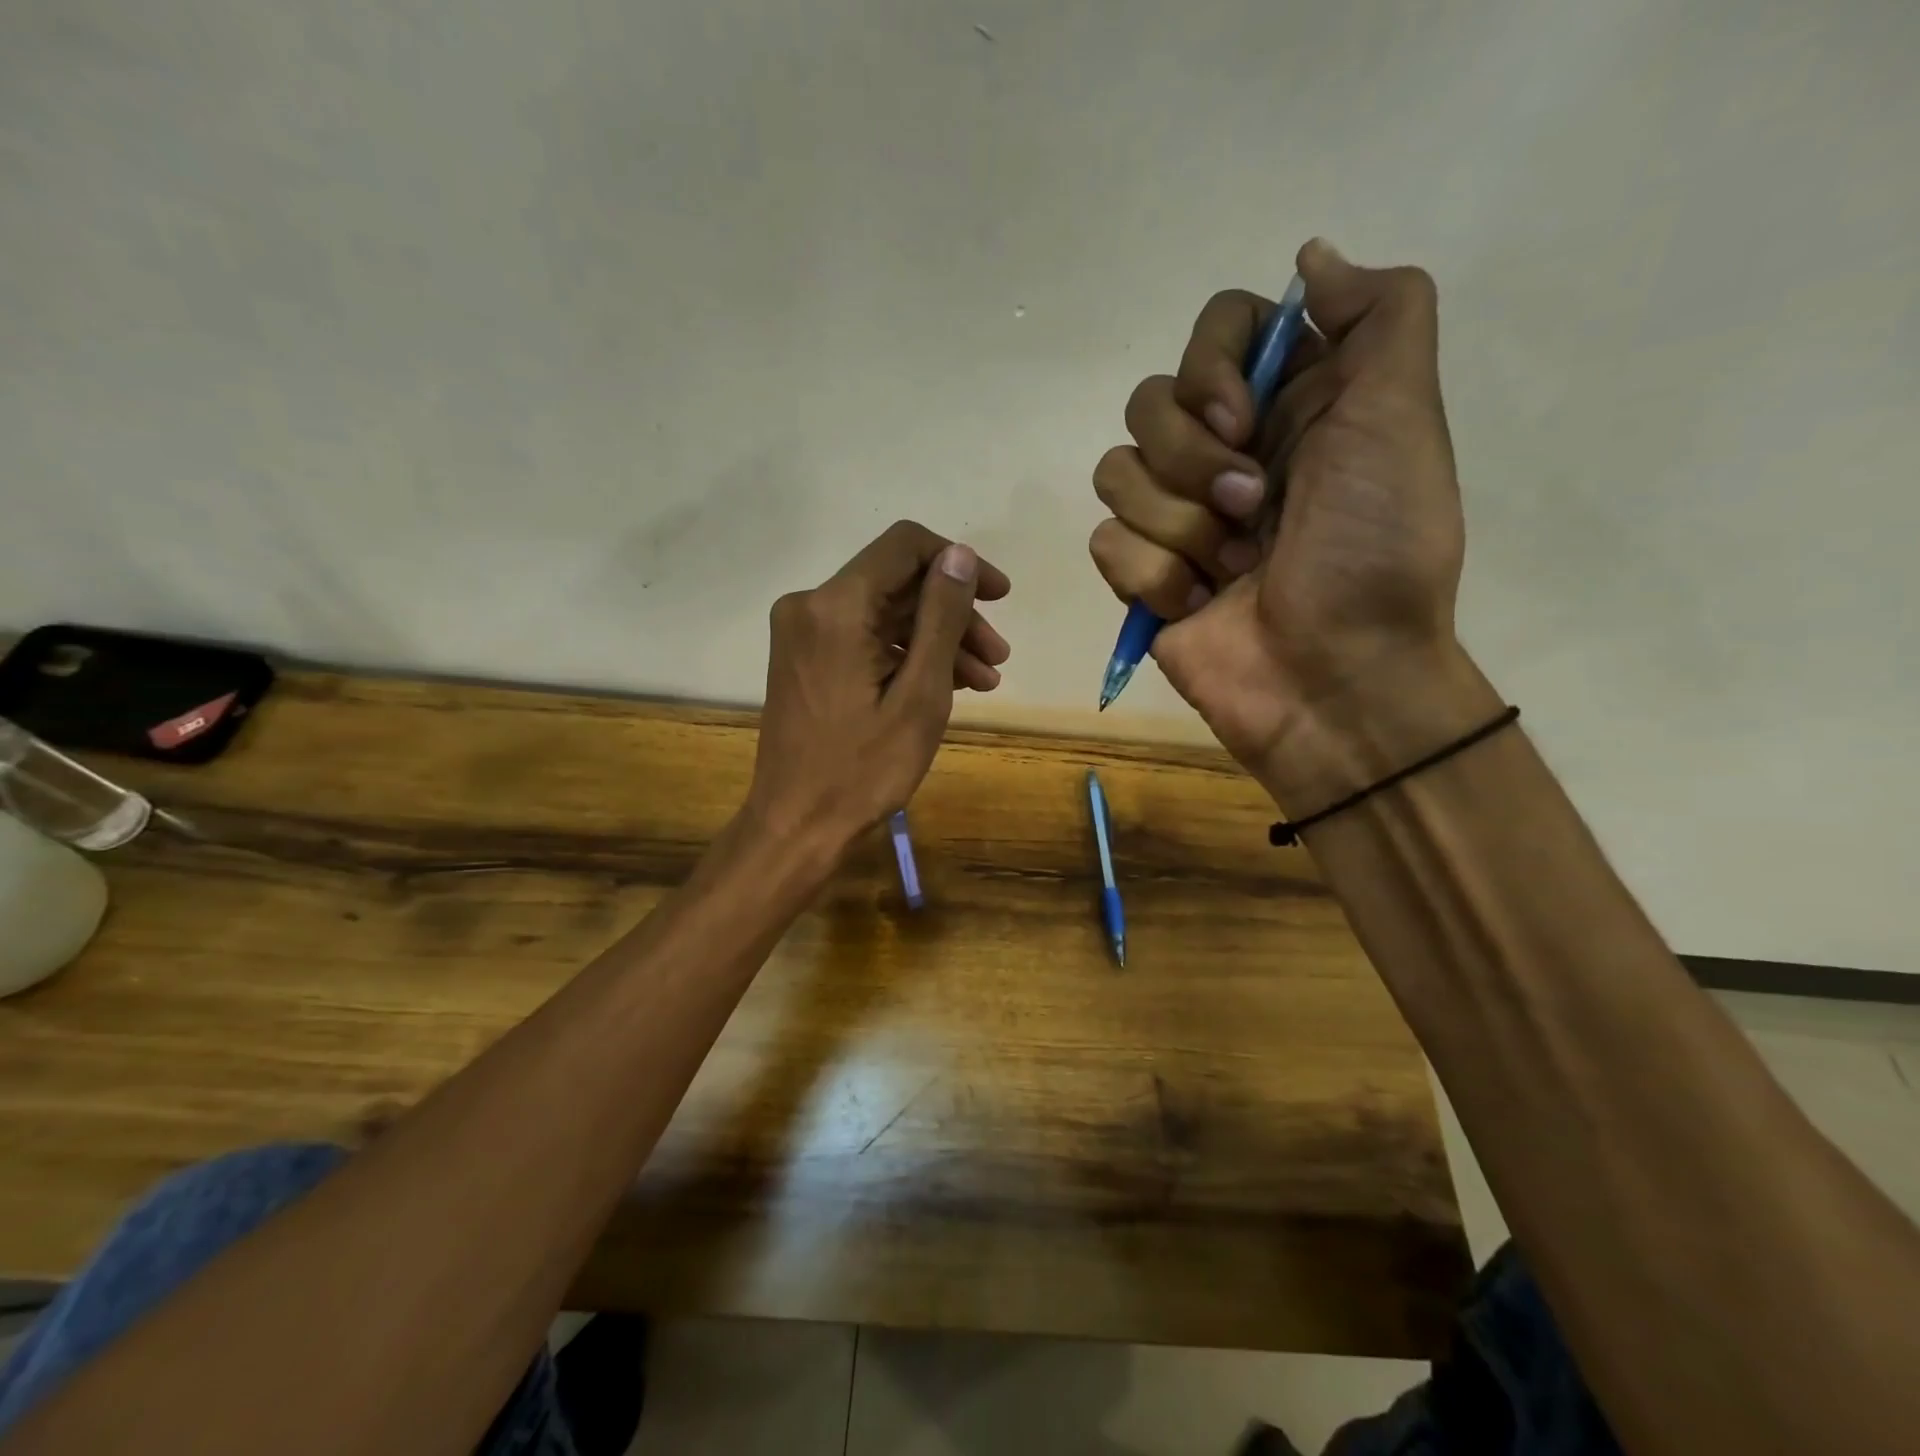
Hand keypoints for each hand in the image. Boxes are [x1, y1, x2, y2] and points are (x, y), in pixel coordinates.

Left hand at [745, 520, 1010, 852]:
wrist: (797, 825)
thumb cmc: (863, 769)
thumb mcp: (920, 694)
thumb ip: (941, 617)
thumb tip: (958, 555)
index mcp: (835, 606)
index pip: (905, 546)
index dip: (959, 563)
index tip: (999, 597)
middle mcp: (811, 605)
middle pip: (898, 584)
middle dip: (954, 614)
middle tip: (998, 658)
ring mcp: (804, 633)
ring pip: (885, 614)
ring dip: (936, 640)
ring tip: (984, 682)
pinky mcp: (806, 658)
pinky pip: (866, 639)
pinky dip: (906, 656)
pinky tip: (947, 686)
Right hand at [1088, 239, 1486, 802]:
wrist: (1335, 678)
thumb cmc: (1375, 551)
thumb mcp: (1402, 419)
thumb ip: (1379, 315)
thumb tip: (1309, 258)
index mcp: (1287, 405)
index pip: (1214, 330)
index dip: (1211, 364)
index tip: (1243, 418)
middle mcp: (1224, 450)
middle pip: (1148, 402)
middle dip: (1193, 461)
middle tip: (1252, 510)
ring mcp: (1176, 516)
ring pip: (1115, 472)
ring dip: (1178, 526)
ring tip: (1229, 569)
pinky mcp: (1141, 574)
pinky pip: (1107, 543)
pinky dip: (1153, 577)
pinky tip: (1197, 605)